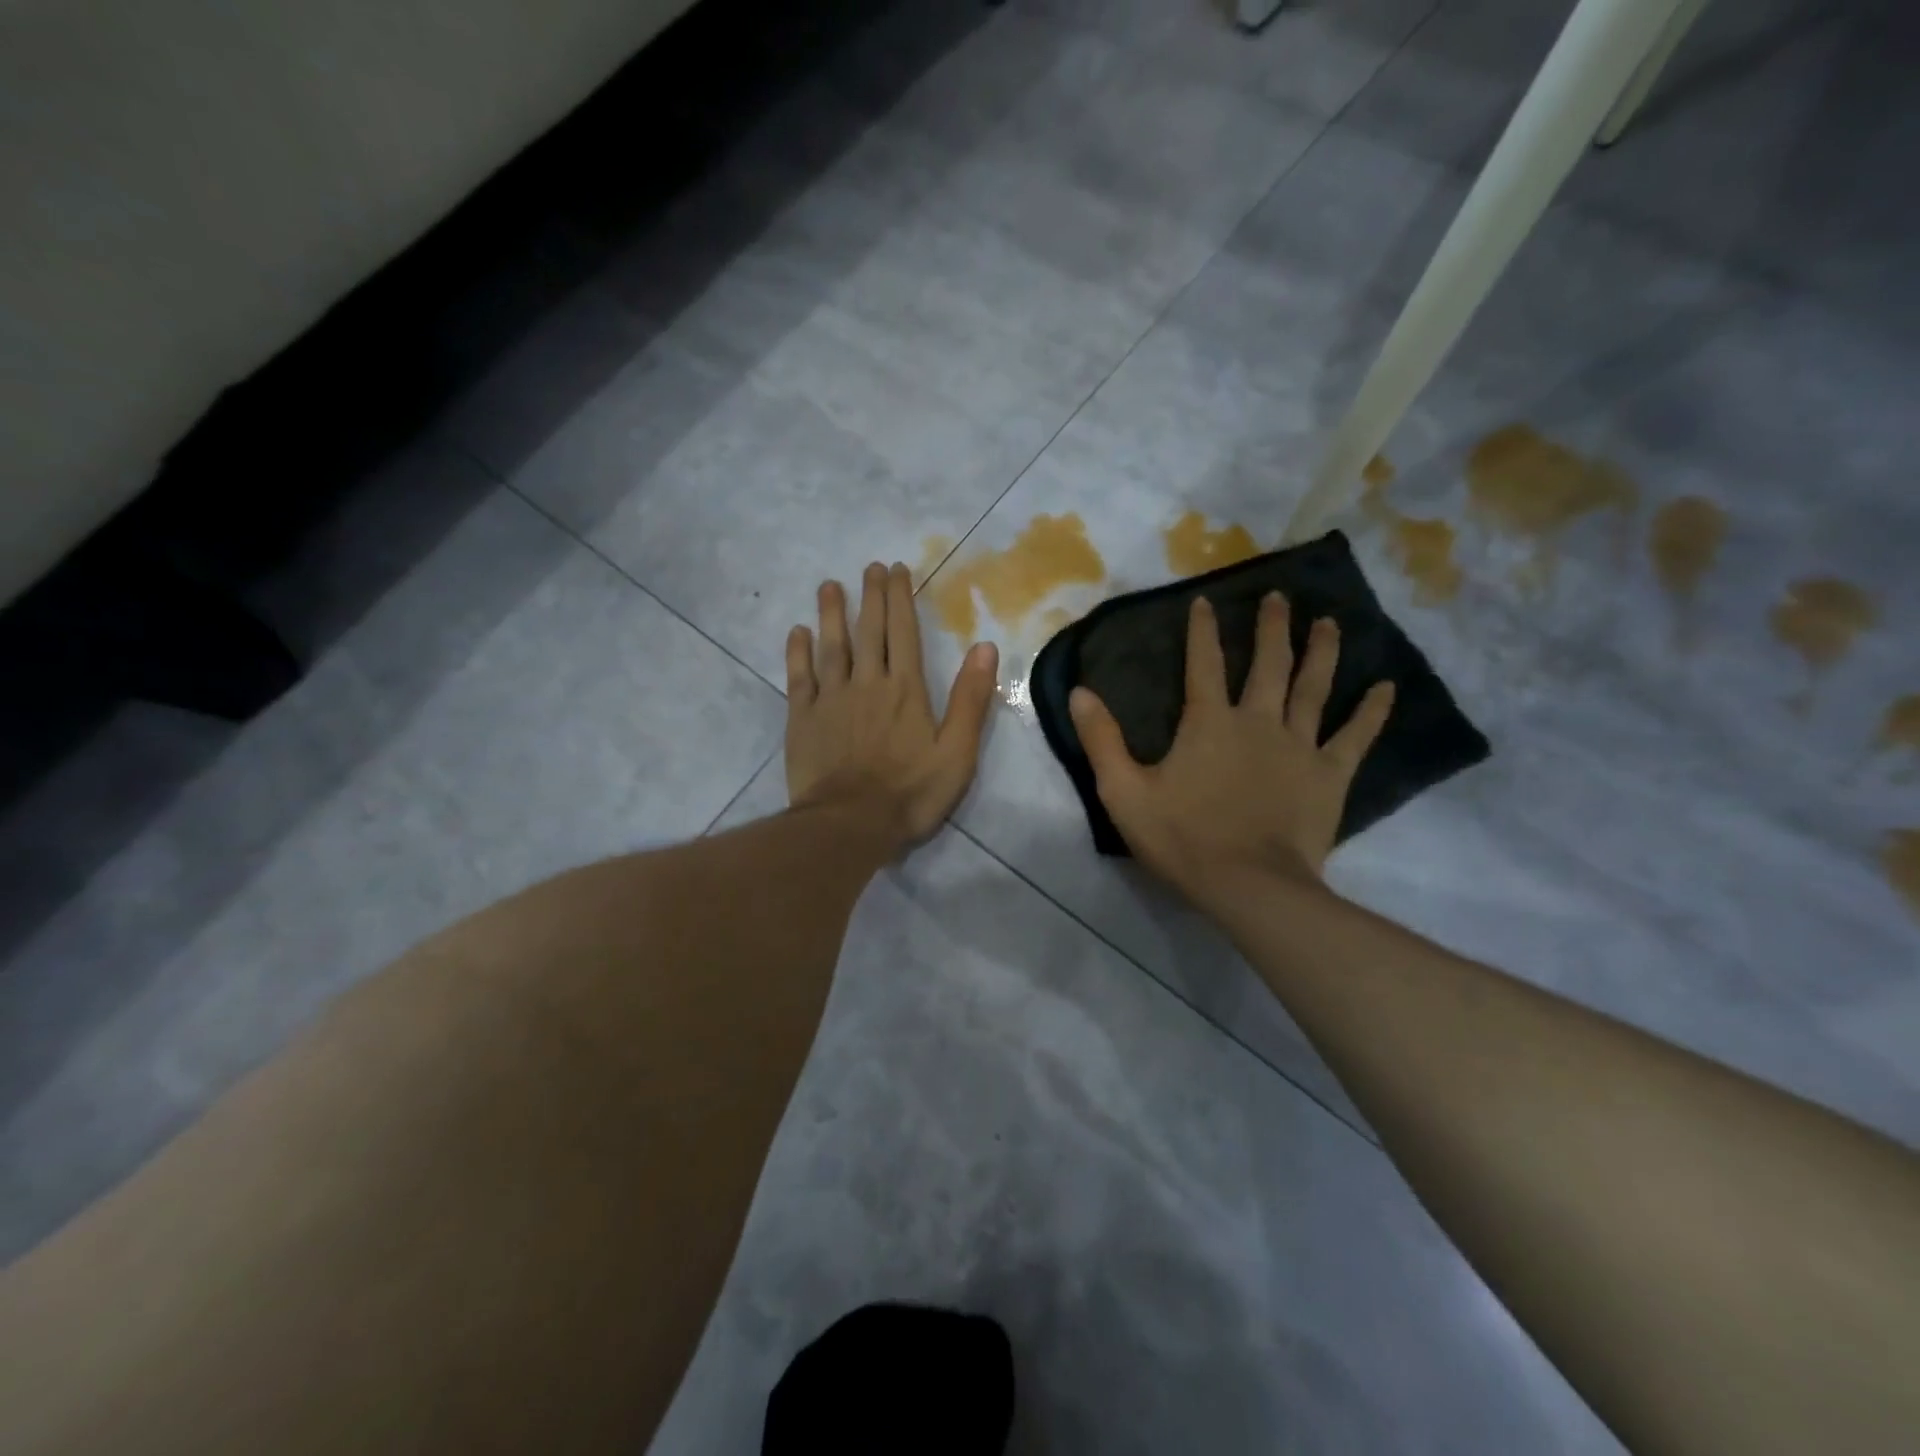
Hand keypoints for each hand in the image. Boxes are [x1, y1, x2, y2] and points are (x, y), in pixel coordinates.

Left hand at [786, 562, 999, 846]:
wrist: (849, 825)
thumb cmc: (910, 793)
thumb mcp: (957, 752)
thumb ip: (970, 700)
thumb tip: (985, 647)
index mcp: (905, 689)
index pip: (903, 632)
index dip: (900, 598)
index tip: (895, 570)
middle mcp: (866, 683)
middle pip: (868, 631)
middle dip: (870, 596)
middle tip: (868, 568)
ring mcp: (830, 699)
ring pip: (830, 646)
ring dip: (831, 614)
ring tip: (829, 586)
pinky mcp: (802, 719)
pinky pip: (799, 677)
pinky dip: (798, 652)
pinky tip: (798, 633)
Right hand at [1069, 593, 1392, 909]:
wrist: (1249, 885)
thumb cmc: (1183, 838)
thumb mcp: (1124, 792)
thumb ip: (1101, 740)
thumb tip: (1079, 692)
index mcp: (1208, 723)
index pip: (1202, 664)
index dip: (1202, 631)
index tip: (1205, 602)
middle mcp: (1258, 722)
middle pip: (1268, 665)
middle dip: (1271, 628)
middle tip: (1278, 597)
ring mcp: (1299, 746)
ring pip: (1313, 688)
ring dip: (1321, 652)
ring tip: (1329, 622)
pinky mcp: (1329, 775)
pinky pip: (1355, 736)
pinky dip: (1372, 711)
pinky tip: (1386, 687)